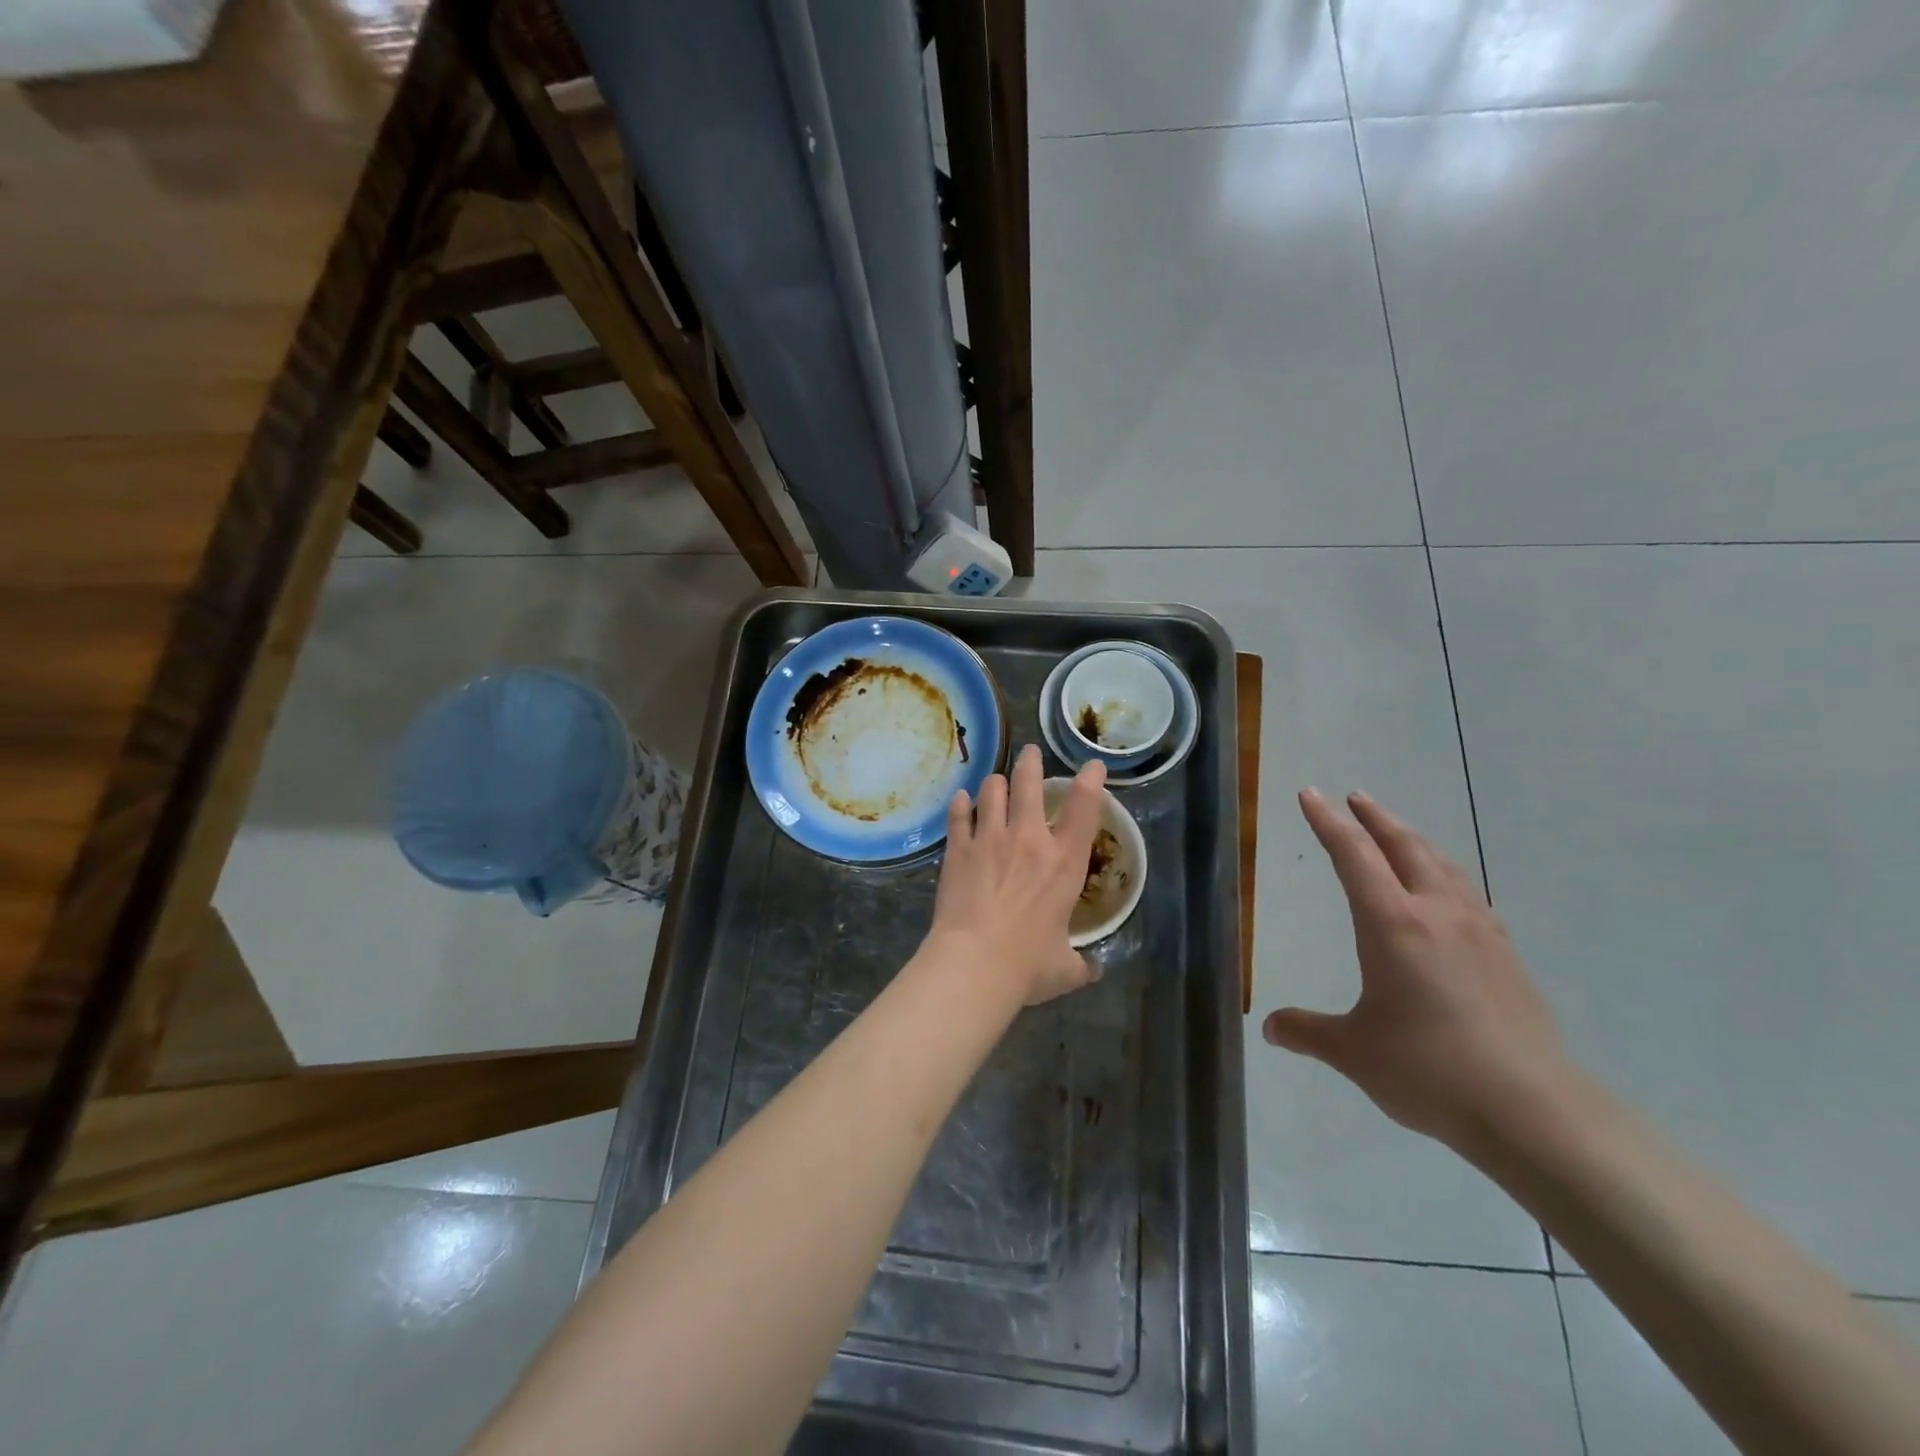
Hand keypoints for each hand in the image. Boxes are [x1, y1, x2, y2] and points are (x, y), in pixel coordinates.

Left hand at [926, 745, 1107, 1006]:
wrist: (973, 964)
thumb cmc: (1027, 965)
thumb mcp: (1065, 968)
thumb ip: (1082, 964)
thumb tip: (1095, 970)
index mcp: (1064, 863)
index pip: (1085, 808)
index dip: (1092, 781)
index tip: (1093, 766)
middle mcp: (1029, 839)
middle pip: (1030, 783)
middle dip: (1032, 762)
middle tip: (1030, 753)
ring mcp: (989, 839)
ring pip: (992, 790)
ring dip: (995, 782)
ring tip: (995, 781)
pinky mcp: (958, 848)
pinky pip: (959, 815)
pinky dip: (961, 804)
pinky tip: (960, 800)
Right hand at [1263, 789, 1572, 1153]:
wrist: (1534, 1111)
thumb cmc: (1430, 1071)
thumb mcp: (1354, 1052)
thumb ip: (1308, 1031)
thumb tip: (1271, 1028)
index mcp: (1392, 925)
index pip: (1353, 857)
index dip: (1327, 822)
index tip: (1310, 793)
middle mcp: (1436, 914)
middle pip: (1404, 846)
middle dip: (1375, 817)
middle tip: (1355, 796)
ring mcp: (1479, 932)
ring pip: (1442, 865)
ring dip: (1413, 840)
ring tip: (1397, 831)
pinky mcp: (1506, 956)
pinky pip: (1468, 894)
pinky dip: (1444, 874)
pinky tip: (1445, 892)